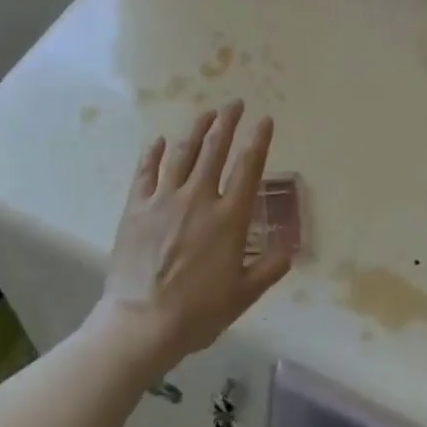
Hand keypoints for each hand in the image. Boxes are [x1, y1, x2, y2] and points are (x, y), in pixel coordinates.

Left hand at [94, 101, 291, 373]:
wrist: (140, 323)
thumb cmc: (197, 313)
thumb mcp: (243, 295)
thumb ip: (269, 269)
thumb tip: (289, 251)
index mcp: (229, 218)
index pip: (248, 168)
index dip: (258, 140)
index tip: (265, 120)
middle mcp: (199, 198)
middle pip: (214, 149)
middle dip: (227, 122)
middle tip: (234, 103)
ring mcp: (164, 200)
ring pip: (182, 153)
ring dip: (196, 130)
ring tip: (206, 113)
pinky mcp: (136, 208)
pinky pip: (146, 172)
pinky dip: (154, 154)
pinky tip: (159, 141)